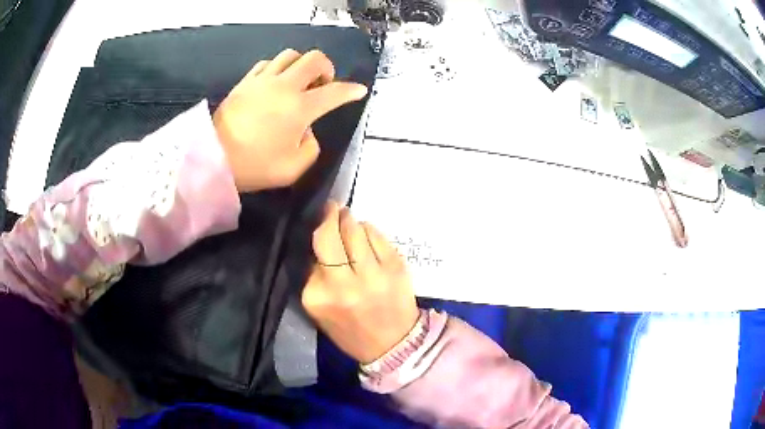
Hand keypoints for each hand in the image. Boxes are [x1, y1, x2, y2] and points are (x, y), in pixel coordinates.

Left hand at [213, 49, 368, 192]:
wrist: (214, 157)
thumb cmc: (255, 166)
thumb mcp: (293, 168)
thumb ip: (310, 147)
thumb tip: (306, 130)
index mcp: (300, 108)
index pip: (334, 92)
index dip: (351, 91)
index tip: (359, 90)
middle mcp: (285, 86)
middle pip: (314, 59)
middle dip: (326, 68)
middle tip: (323, 84)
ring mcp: (263, 80)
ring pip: (291, 55)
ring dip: (301, 65)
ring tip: (297, 82)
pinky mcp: (246, 81)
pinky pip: (268, 63)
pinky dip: (278, 68)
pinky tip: (275, 83)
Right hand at [302, 202, 419, 363]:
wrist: (393, 346)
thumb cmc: (351, 330)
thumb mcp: (320, 309)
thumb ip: (316, 277)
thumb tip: (321, 239)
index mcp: (317, 296)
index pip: (311, 252)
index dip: (316, 233)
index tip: (319, 222)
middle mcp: (342, 284)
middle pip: (329, 235)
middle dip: (330, 215)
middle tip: (332, 209)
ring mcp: (371, 275)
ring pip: (354, 229)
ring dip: (351, 222)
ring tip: (350, 224)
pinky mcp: (395, 267)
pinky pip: (377, 235)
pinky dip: (369, 230)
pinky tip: (368, 236)